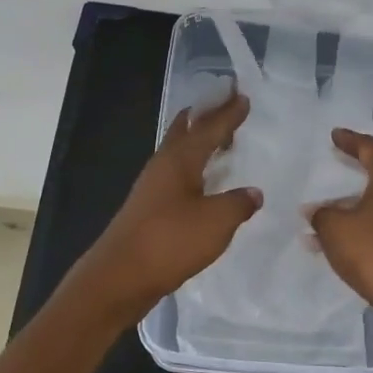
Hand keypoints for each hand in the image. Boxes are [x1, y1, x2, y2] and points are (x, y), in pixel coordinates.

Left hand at [77, 92, 262, 311]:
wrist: (119, 277)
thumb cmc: (170, 242)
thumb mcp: (216, 222)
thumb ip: (239, 203)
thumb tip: (253, 192)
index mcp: (179, 159)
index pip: (209, 128)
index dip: (227, 113)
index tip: (242, 96)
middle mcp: (163, 165)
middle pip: (185, 130)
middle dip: (206, 116)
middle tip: (226, 105)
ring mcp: (152, 187)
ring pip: (179, 152)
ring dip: (199, 141)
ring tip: (221, 140)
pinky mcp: (149, 208)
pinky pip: (177, 175)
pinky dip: (194, 167)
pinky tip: (204, 182)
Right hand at [309, 128, 372, 336]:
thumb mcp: (335, 229)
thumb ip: (321, 214)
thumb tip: (316, 210)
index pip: (370, 147)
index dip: (350, 140)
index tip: (335, 135)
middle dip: (358, 168)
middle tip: (338, 161)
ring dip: (359, 202)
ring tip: (330, 209)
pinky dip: (370, 221)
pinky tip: (346, 238)